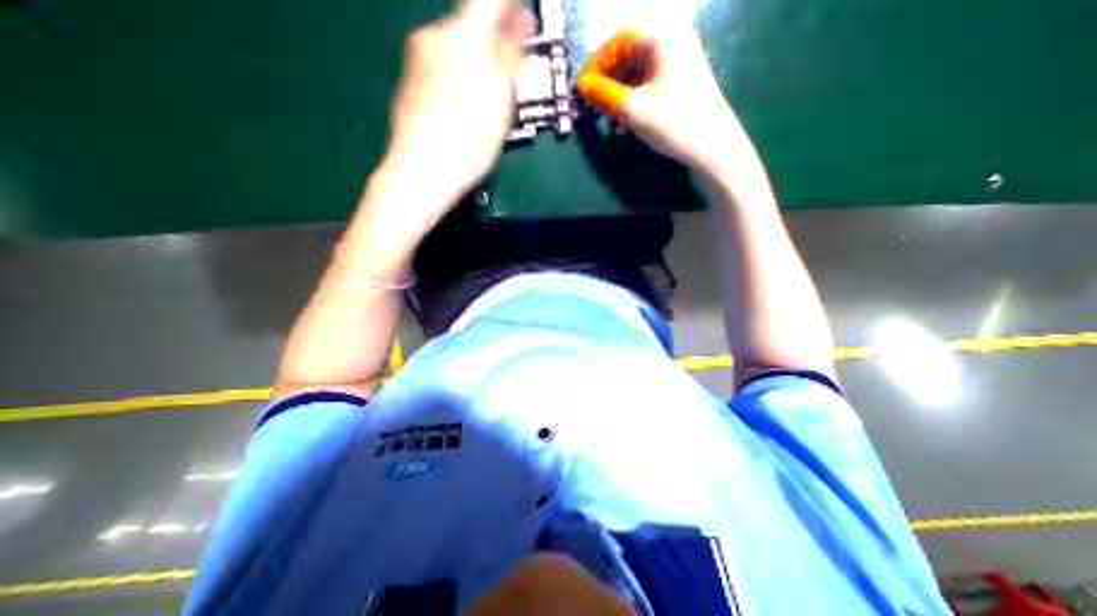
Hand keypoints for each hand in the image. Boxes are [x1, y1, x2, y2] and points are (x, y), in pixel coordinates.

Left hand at [385, 0, 535, 202]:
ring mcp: (416, 58)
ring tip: (489, 98)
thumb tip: (518, 26)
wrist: (423, 171)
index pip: (490, 0)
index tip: (522, 17)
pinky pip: (441, 66)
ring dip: (477, 62)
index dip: (510, 6)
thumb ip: (508, 58)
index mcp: (462, 37)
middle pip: (471, 25)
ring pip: (456, 48)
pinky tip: (466, 107)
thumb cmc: (467, 142)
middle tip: (511, 66)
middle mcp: (434, 37)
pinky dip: (459, 77)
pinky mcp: (409, 80)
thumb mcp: (499, 102)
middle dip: (494, 41)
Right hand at [577, 25, 740, 172]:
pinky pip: (651, 84)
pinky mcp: (685, 81)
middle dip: (609, 84)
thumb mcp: (631, 108)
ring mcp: (682, 61)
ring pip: (639, 74)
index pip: (618, 42)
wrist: (713, 146)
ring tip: (610, 121)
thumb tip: (583, 85)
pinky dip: (636, 101)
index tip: (582, 90)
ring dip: (621, 96)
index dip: (596, 66)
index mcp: (661, 36)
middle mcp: (673, 40)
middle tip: (594, 106)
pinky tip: (627, 124)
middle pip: (629, 57)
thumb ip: (603, 93)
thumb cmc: (671, 121)